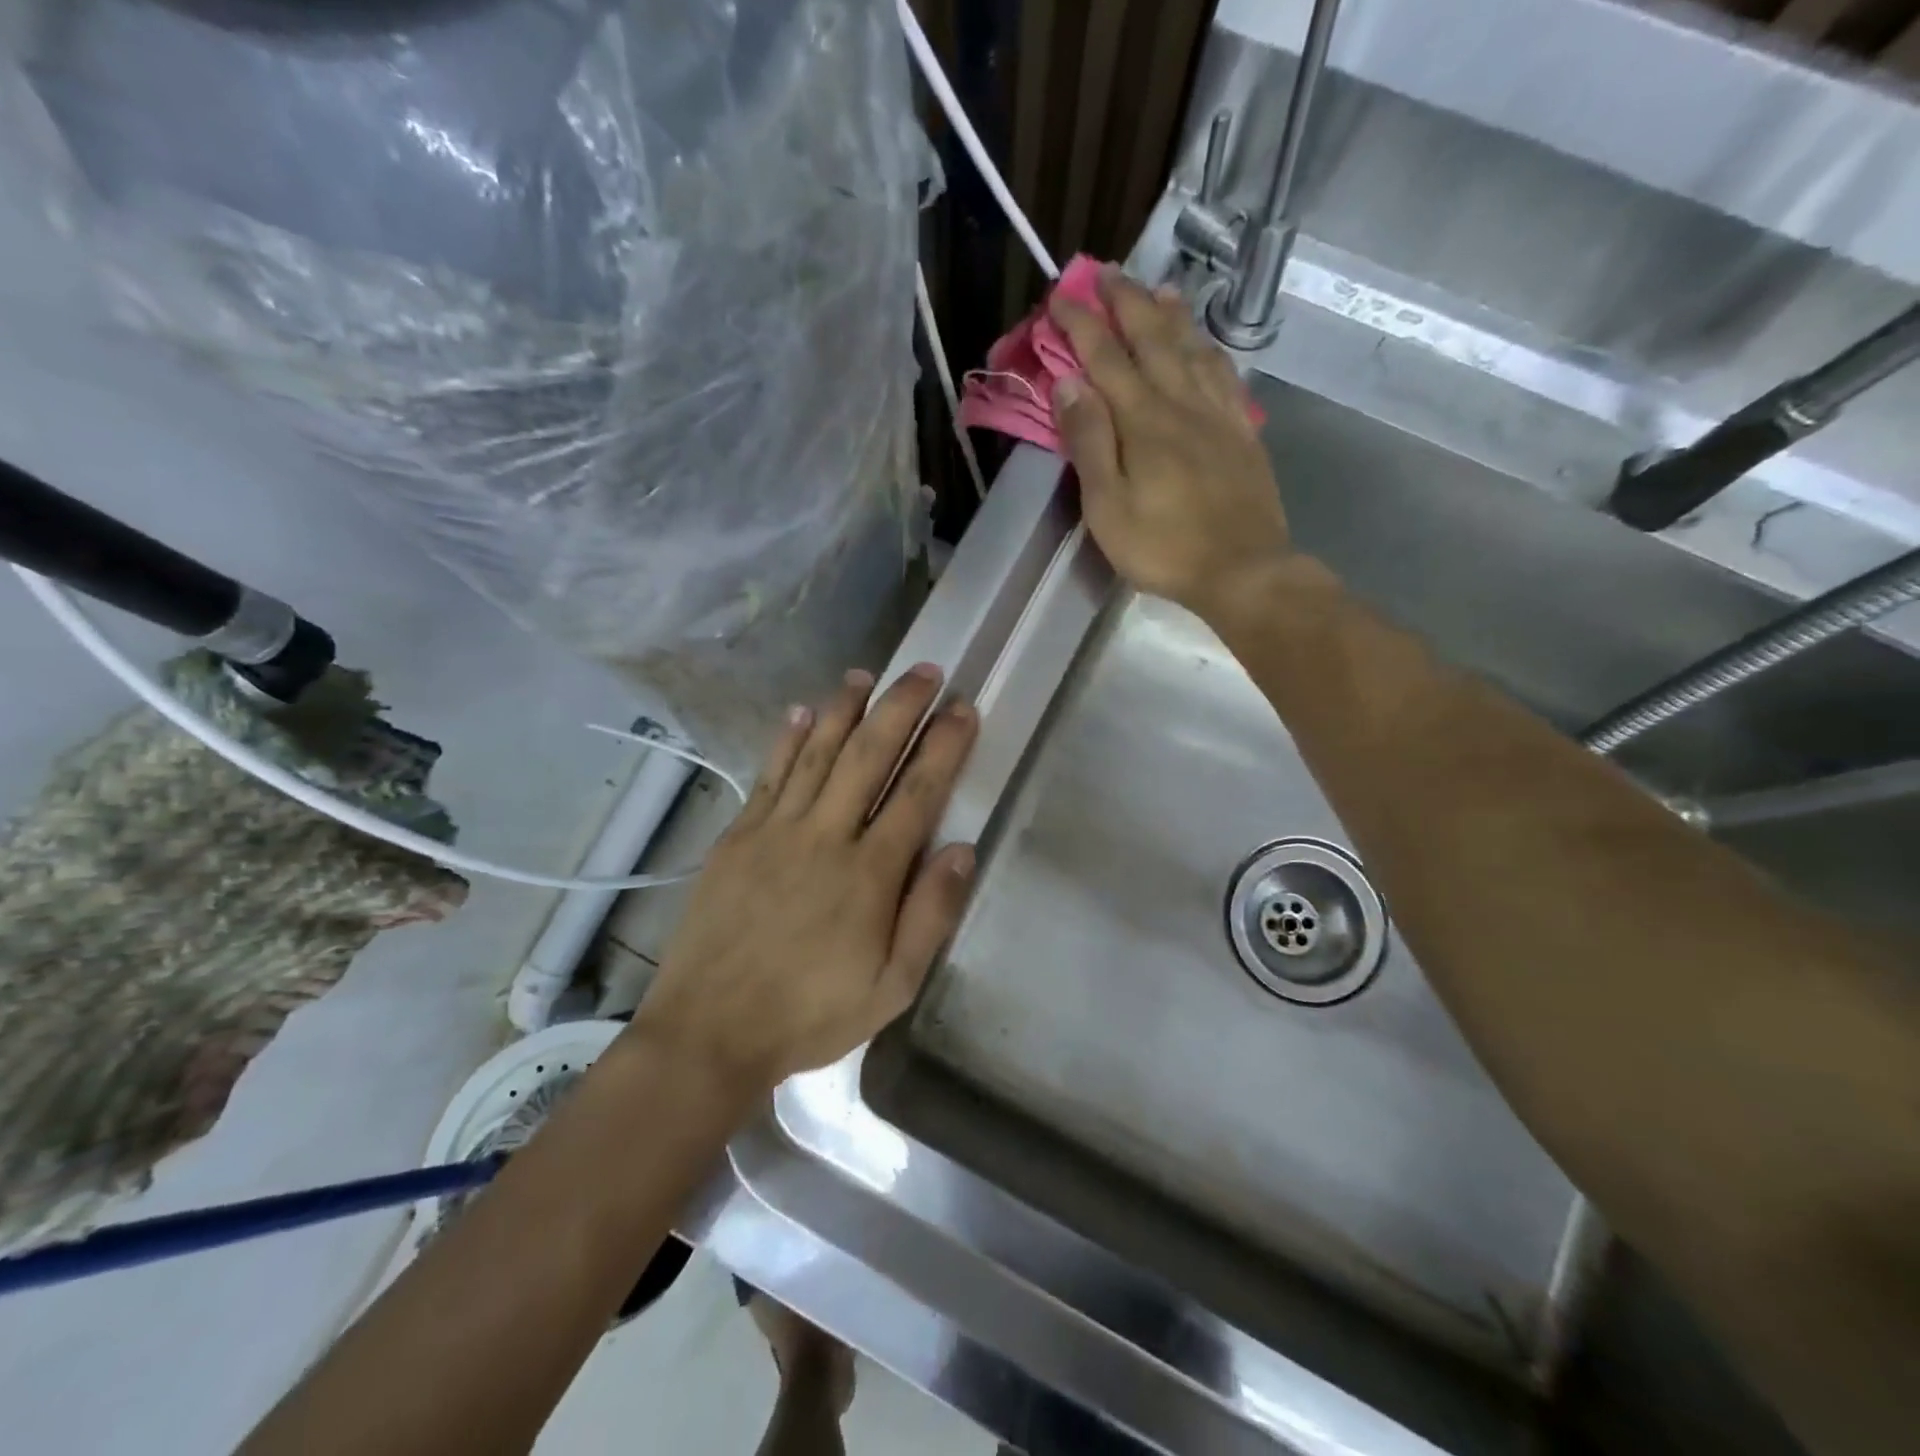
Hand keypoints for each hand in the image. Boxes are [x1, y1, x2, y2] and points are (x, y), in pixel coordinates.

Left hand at [632, 665, 977, 1092]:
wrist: (709, 1032)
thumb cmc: (811, 1013)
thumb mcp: (891, 987)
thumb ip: (930, 916)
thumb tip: (961, 849)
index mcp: (869, 874)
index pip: (917, 793)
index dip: (943, 746)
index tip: (962, 708)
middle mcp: (824, 837)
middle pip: (868, 756)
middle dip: (900, 708)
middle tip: (924, 670)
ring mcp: (775, 831)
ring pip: (816, 753)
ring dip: (843, 708)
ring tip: (865, 674)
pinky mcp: (737, 837)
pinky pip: (769, 775)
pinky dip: (787, 740)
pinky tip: (800, 712)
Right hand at [1048, 268, 1292, 623]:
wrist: (1242, 569)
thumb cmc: (1163, 546)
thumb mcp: (1107, 505)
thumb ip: (1089, 442)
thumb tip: (1070, 383)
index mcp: (1143, 420)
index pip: (1106, 358)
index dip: (1082, 324)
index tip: (1060, 295)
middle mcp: (1182, 403)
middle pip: (1153, 339)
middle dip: (1126, 302)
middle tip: (1105, 272)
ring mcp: (1218, 415)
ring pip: (1193, 348)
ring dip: (1171, 315)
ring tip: (1157, 289)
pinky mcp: (1243, 432)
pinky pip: (1225, 376)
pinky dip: (1211, 349)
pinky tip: (1205, 344)